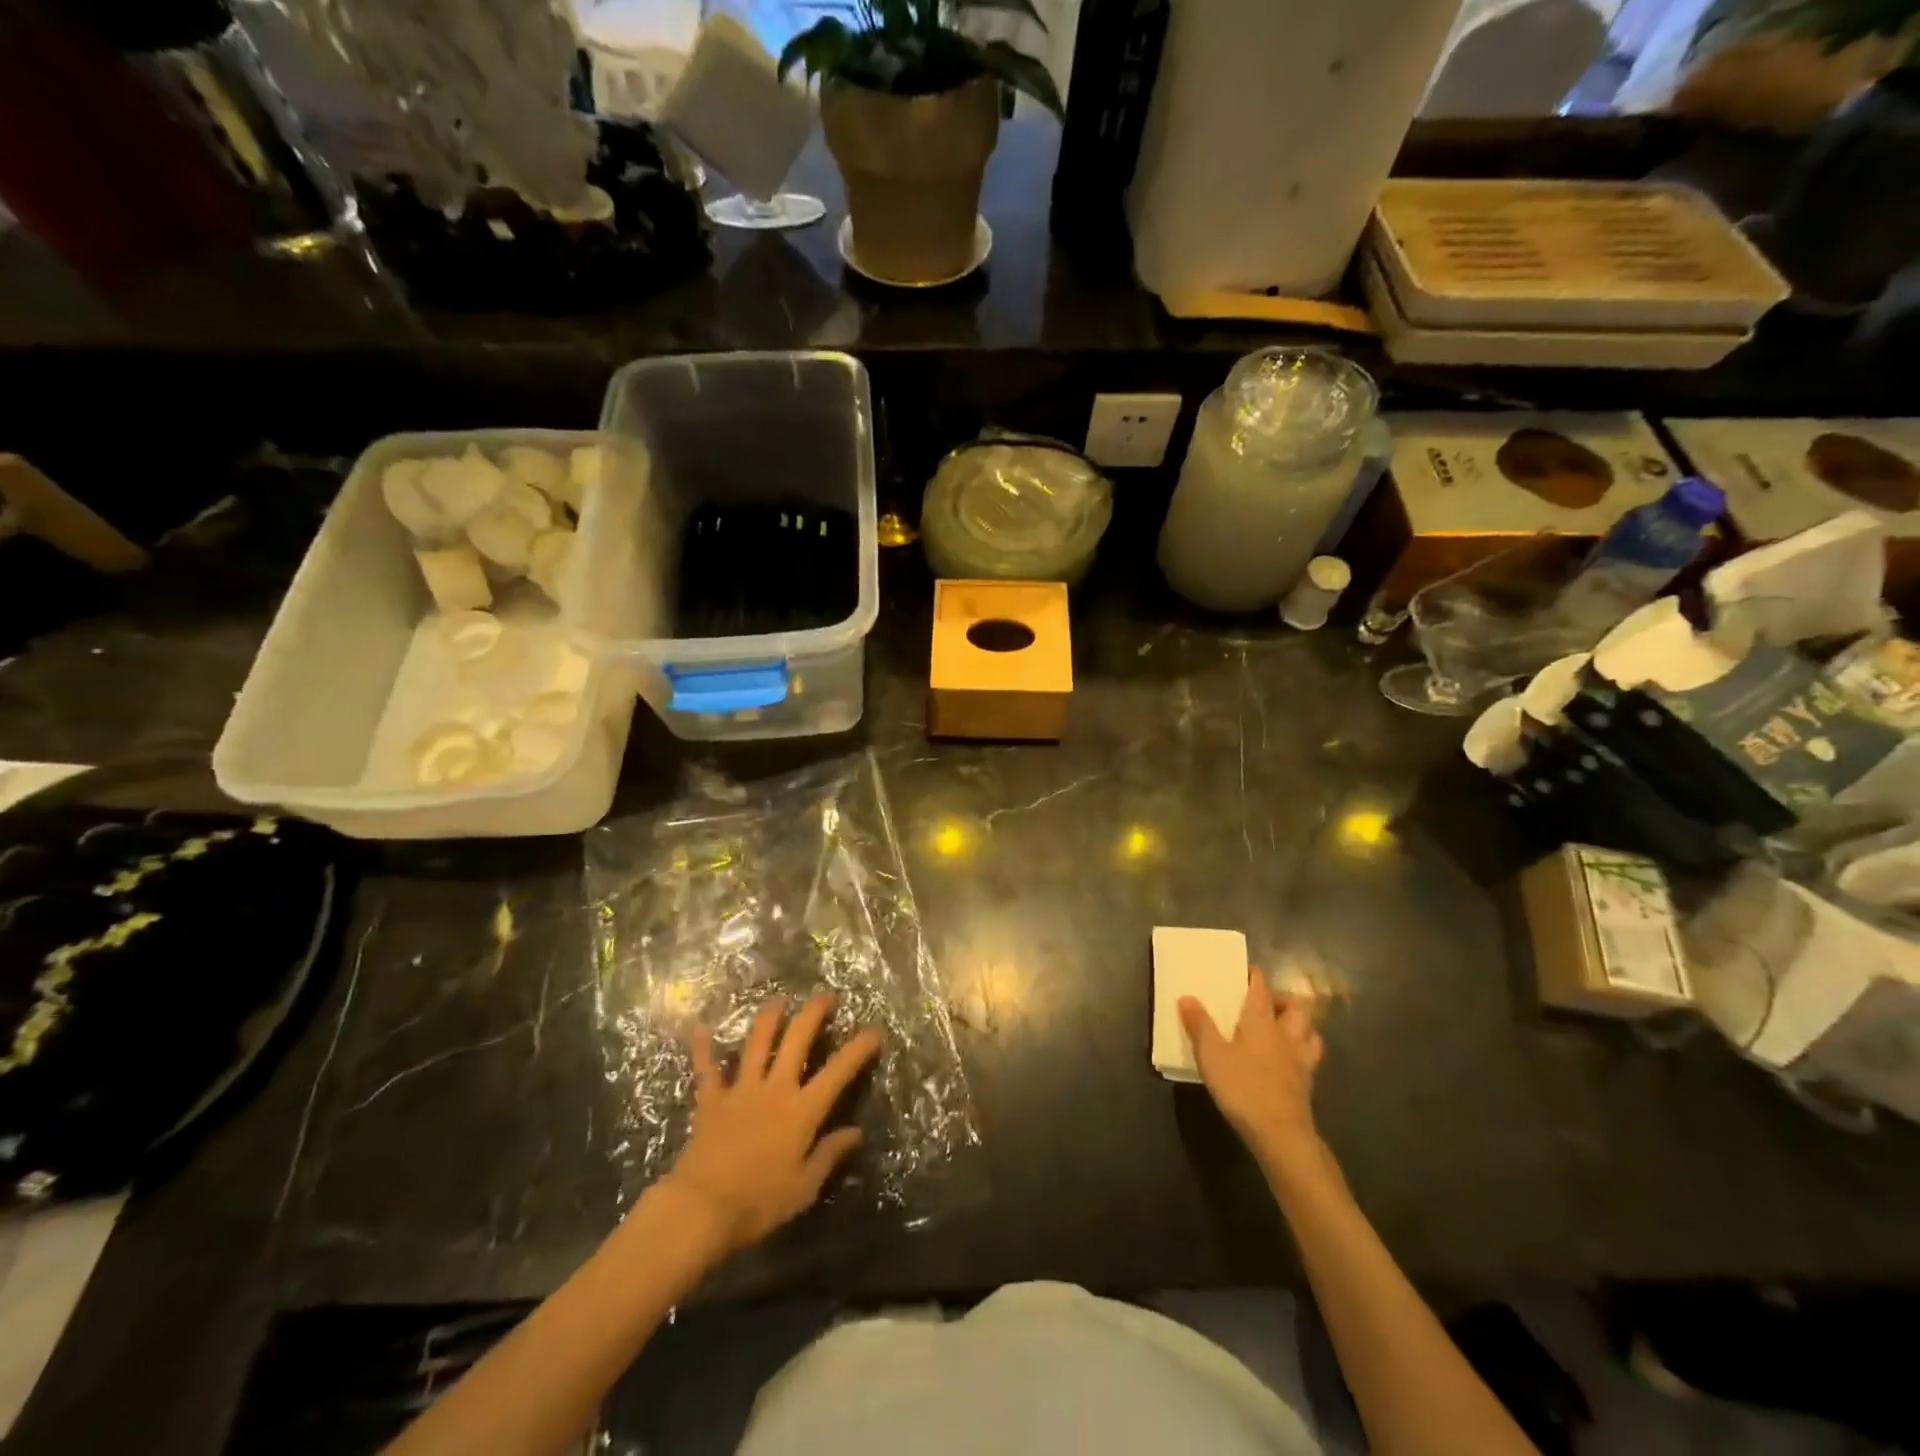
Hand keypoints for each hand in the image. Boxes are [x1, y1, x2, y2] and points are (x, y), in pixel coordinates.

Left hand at [662, 994, 882, 1257]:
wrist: (701, 1209)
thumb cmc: (759, 1202)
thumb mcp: (804, 1187)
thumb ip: (829, 1154)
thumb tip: (856, 1132)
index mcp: (802, 1110)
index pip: (838, 1071)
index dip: (859, 1047)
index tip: (875, 1030)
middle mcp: (775, 1088)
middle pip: (797, 1040)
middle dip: (814, 1013)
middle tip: (826, 996)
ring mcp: (741, 1090)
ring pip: (758, 1043)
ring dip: (770, 1017)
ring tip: (780, 1000)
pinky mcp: (711, 1101)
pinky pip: (707, 1069)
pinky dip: (703, 1048)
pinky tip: (701, 1029)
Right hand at [1180, 971, 1323, 1164]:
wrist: (1280, 1134)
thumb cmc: (1242, 1087)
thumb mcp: (1210, 1055)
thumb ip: (1199, 1025)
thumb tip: (1186, 996)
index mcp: (1260, 1021)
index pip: (1260, 988)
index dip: (1254, 976)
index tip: (1246, 970)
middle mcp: (1284, 1034)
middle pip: (1294, 1007)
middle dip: (1281, 1000)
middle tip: (1263, 1003)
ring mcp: (1300, 1059)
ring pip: (1309, 1031)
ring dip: (1299, 1025)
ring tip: (1282, 1028)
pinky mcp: (1306, 1083)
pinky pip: (1310, 1057)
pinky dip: (1302, 1051)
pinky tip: (1289, 1060)